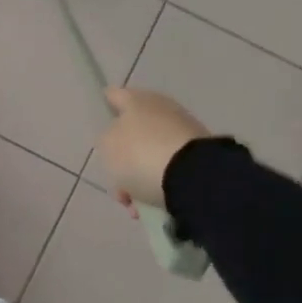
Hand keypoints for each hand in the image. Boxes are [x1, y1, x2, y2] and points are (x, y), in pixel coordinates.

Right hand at [97, 88, 211, 210]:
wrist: (193, 177)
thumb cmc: (140, 155)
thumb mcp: (107, 146)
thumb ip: (107, 140)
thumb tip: (119, 142)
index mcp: (137, 100)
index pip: (114, 96)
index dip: (105, 106)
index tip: (101, 121)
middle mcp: (161, 109)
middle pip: (134, 130)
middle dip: (124, 156)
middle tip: (116, 180)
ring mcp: (183, 131)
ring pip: (151, 153)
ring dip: (141, 175)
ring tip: (135, 203)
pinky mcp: (200, 155)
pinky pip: (170, 169)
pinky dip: (159, 185)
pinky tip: (151, 206)